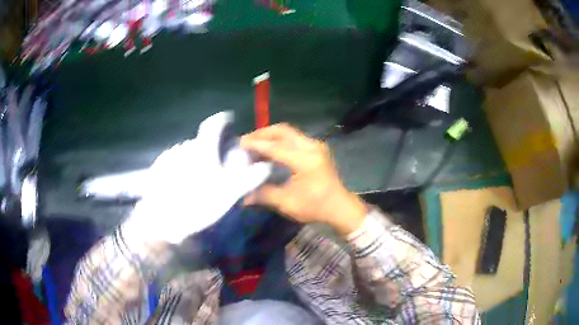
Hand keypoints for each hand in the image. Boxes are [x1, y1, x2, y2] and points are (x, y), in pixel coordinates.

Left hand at [125, 112, 271, 244]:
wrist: (160, 220)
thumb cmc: (196, 204)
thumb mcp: (228, 194)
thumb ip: (249, 178)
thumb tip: (267, 166)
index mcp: (202, 148)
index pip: (214, 124)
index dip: (223, 120)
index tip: (228, 120)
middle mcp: (184, 146)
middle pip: (201, 141)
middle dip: (210, 147)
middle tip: (215, 165)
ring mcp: (168, 156)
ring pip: (187, 151)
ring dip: (194, 158)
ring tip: (198, 177)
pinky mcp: (157, 167)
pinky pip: (174, 160)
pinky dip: (181, 166)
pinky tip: (181, 183)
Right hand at [240, 124, 366, 234]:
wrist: (340, 207)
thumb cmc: (315, 207)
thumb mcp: (287, 203)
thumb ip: (264, 195)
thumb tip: (243, 197)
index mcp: (304, 160)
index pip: (275, 147)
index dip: (255, 144)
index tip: (239, 144)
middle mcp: (311, 147)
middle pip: (282, 131)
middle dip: (262, 133)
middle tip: (246, 141)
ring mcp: (316, 145)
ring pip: (289, 132)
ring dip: (271, 135)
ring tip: (255, 144)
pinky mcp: (317, 148)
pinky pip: (294, 137)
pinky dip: (280, 140)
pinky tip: (271, 149)